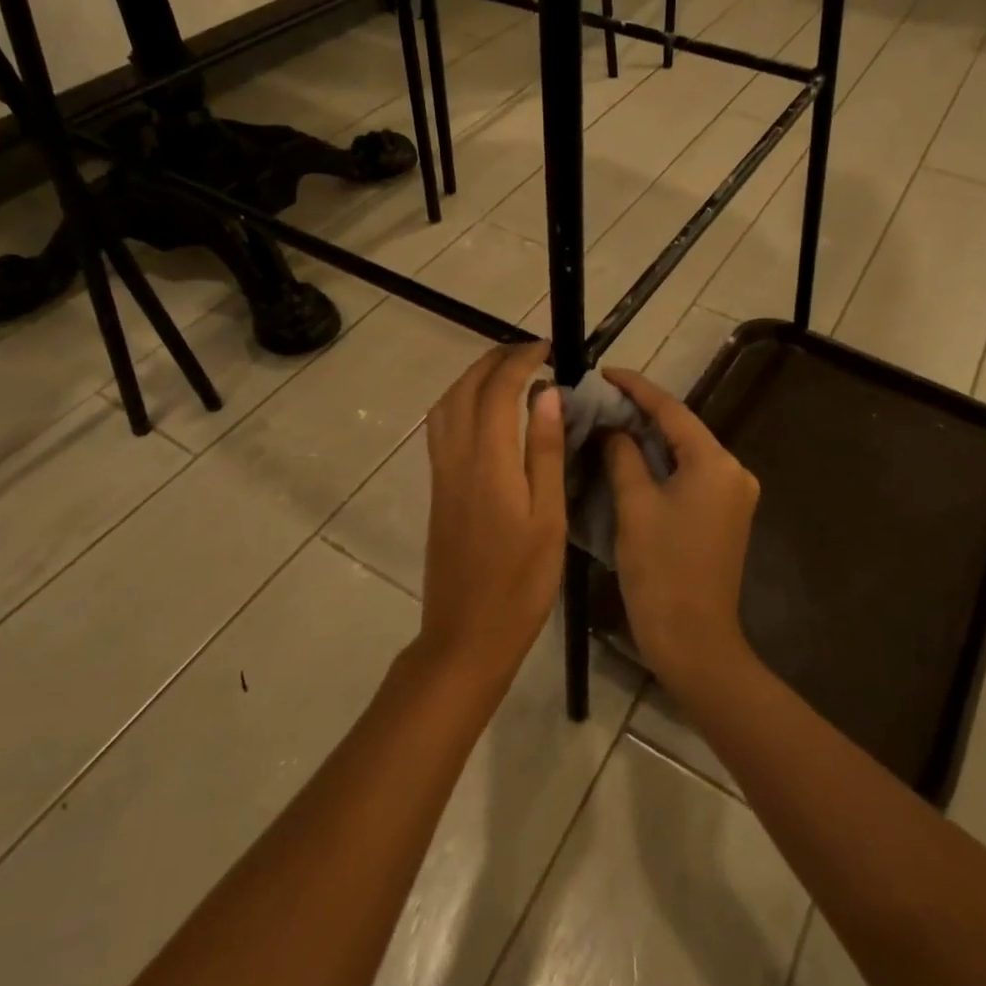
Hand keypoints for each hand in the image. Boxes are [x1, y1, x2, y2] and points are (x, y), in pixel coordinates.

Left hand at [418, 343, 566, 694]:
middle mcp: (457, 457)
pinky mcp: (437, 490)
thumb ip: (544, 452)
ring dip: (472, 377)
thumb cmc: (520, 583)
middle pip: (465, 389)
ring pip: (446, 405)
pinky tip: (483, 413)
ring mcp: (442, 474)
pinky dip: (460, 402)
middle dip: (494, 360)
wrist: (466, 635)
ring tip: (507, 374)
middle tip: (529, 353)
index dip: (520, 361)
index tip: (547, 349)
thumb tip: (547, 394)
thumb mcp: (547, 518)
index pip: (499, 390)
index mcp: (489, 461)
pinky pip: (441, 427)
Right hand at [602, 369, 759, 695]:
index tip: (604, 372)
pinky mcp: (725, 516)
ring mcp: (733, 495)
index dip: (636, 388)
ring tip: (609, 422)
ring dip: (650, 439)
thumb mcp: (635, 505)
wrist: (694, 641)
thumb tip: (613, 428)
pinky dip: (662, 464)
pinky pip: (690, 475)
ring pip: (685, 453)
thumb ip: (623, 455)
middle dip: (642, 412)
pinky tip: (631, 458)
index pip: (671, 410)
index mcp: (715, 463)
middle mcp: (733, 471)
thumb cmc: (661, 570)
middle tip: (600, 399)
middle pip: (682, 429)